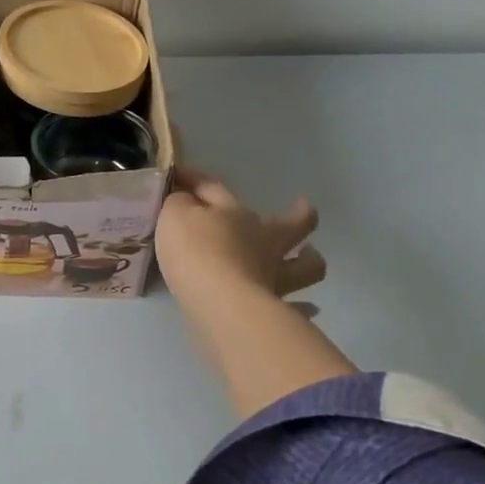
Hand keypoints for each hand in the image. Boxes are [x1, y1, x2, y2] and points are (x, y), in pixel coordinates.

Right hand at [157, 168, 352, 415]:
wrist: (218, 302)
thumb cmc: (195, 252)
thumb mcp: (174, 216)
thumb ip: (178, 205)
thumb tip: (184, 201)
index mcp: (236, 215)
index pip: (214, 189)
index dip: (195, 180)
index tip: (178, 174)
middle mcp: (263, 243)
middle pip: (292, 223)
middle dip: (299, 214)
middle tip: (302, 207)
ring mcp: (274, 276)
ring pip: (305, 266)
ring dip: (310, 259)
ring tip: (309, 257)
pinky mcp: (275, 309)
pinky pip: (296, 307)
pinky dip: (300, 307)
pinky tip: (304, 307)